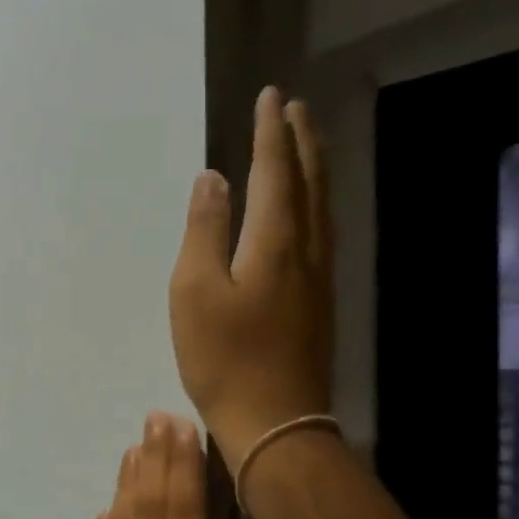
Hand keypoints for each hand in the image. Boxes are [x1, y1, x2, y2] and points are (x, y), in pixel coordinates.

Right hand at [169, 86, 334, 464]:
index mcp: (274, 241)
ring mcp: (319, 278)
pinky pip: (323, 232)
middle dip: (301, 141)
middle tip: (294, 108)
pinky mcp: (319, 302)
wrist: (275, 422)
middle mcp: (306, 250)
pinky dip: (317, 204)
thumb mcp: (195, 292)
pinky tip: (309, 211)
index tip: (270, 96)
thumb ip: (204, 231)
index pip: (275, 172)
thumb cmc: (225, 358)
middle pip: (310, 182)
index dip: (270, 133)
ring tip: (306, 144)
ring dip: (314, 169)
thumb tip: (213, 180)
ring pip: (322, 207)